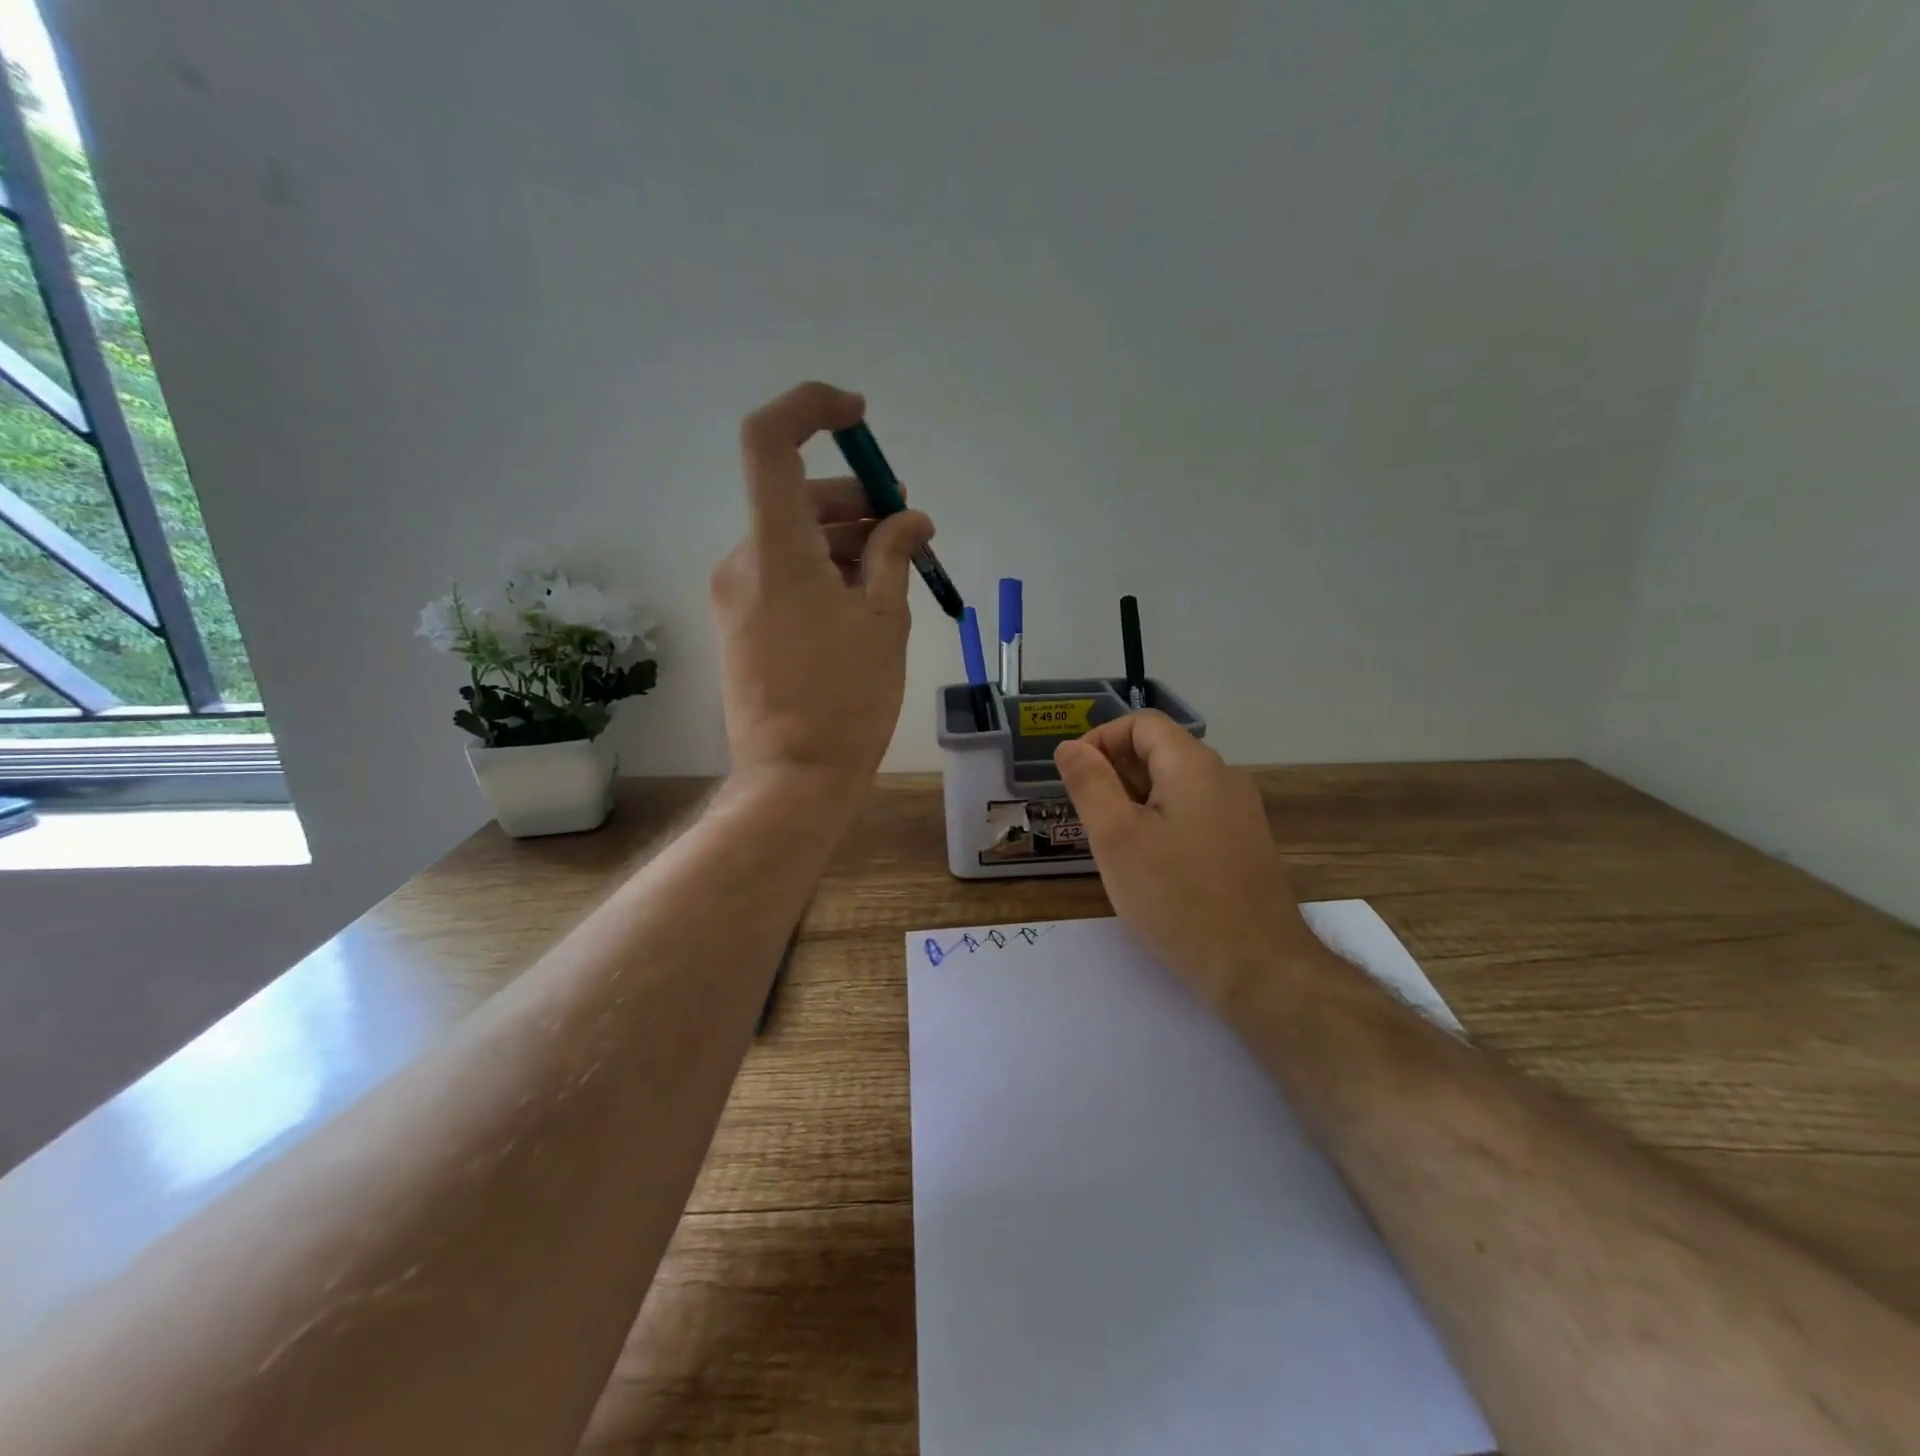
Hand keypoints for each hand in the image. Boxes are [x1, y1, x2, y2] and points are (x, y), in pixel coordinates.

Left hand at [712, 382, 933, 793]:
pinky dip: (823, 570)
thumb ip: (894, 555)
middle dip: (856, 500)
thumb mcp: (884, 620)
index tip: (859, 418)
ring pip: (792, 538)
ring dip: (845, 539)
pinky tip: (863, 598)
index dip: (811, 409)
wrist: (795, 776)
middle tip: (907, 523)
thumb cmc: (848, 699)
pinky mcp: (740, 623)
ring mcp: (736, 594)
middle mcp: (743, 559)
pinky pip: (783, 573)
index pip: (769, 442)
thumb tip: (910, 520)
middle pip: (795, 496)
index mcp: (776, 549)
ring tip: (896, 567)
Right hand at [1054, 712, 1328, 1005]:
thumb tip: (1070, 746)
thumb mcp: (1116, 838)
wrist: (1257, 967)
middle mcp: (1223, 777)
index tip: (1074, 779)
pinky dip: (1160, 822)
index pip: (1142, 723)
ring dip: (1134, 800)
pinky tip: (1147, 864)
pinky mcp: (1243, 844)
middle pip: (1160, 751)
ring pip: (1174, 785)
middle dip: (1114, 773)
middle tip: (1087, 818)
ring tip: (1111, 844)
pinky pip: (1193, 813)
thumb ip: (1090, 783)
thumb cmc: (1177, 898)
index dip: (1100, 740)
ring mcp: (1239, 812)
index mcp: (1194, 765)